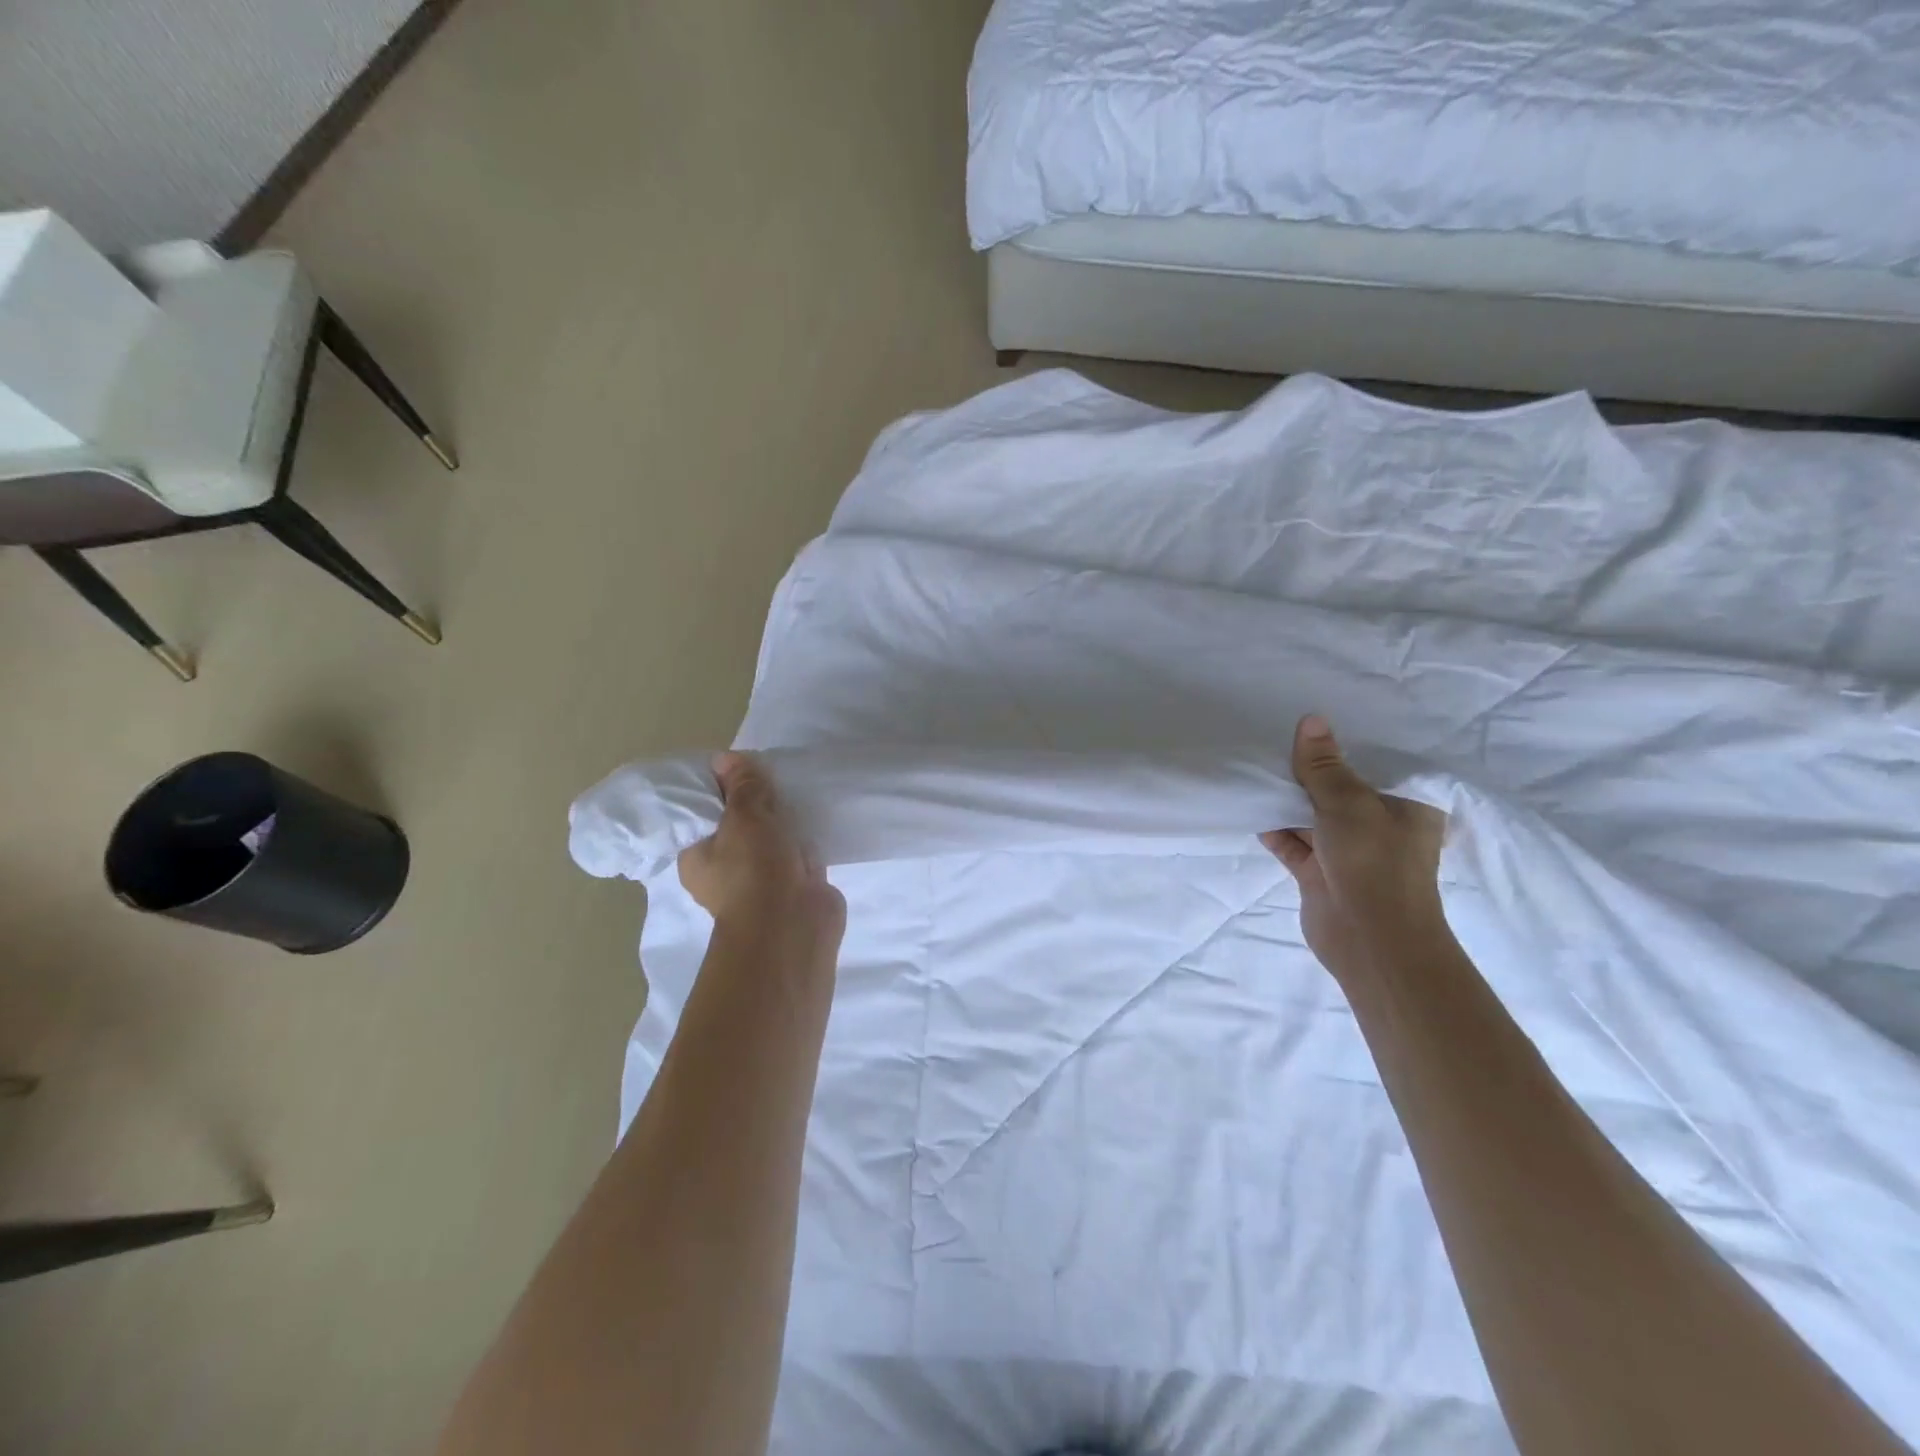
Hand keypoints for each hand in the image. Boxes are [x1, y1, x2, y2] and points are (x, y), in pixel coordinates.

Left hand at [679, 752, 845, 947]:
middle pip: (738, 823)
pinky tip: (817, 815)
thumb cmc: (755, 870)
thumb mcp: (744, 816)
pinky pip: (797, 851)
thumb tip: (724, 758)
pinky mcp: (794, 884)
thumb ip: (741, 786)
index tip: (740, 767)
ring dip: (784, 820)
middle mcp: (725, 869)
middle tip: (772, 773)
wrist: (793, 925)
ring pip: (770, 837)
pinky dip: (806, 837)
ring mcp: (762, 878)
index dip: (719, 787)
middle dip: (757, 801)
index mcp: (697, 855)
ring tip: (797, 788)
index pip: (702, 813)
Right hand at [1261, 715, 1449, 984]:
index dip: (1346, 743)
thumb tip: (1311, 719)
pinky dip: (1274, 829)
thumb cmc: (1374, 863)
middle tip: (1272, 740)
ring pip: (1312, 816)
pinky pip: (1293, 843)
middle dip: (1309, 771)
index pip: (1377, 764)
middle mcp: (1379, 825)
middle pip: (1339, 788)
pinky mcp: (1319, 873)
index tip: (1313, 720)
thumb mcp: (1348, 803)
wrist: (1370, 940)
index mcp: (1405, 805)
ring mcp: (1348, 851)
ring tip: (1254, 769)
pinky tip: (1251, 809)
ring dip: (1286, 800)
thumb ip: (1323, 765)